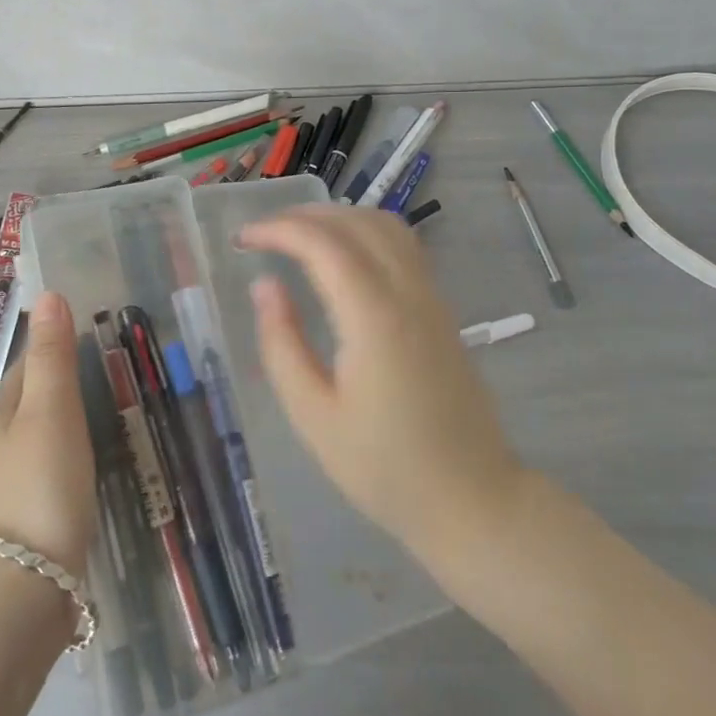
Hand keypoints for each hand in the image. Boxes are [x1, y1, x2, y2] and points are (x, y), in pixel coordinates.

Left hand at [0, 291, 96, 575]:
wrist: (27, 587)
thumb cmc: (43, 484)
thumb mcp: (52, 410)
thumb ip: (53, 354)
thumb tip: (47, 293)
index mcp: (4, 411)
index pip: (32, 360)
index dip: (59, 341)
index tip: (95, 329)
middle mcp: (2, 442)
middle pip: (36, 396)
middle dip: (66, 379)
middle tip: (113, 366)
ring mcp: (14, 481)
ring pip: (45, 433)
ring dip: (70, 417)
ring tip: (110, 408)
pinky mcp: (31, 514)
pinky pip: (54, 465)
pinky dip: (72, 453)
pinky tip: (93, 462)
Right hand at [238, 206, 522, 560]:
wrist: (472, 498)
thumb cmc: (385, 468)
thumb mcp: (314, 417)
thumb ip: (282, 345)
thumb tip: (264, 285)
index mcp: (374, 318)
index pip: (323, 244)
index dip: (278, 230)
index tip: (242, 239)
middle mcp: (407, 293)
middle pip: (355, 222)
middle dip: (303, 216)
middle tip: (261, 235)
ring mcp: (431, 297)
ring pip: (385, 225)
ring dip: (337, 217)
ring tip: (297, 236)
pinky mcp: (441, 308)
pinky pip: (403, 245)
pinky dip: (365, 230)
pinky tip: (342, 254)